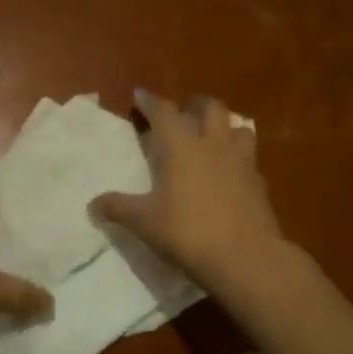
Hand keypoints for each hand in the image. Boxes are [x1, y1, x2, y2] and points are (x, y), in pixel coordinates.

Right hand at [92, 91, 289, 291]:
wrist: (246, 257)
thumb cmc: (188, 232)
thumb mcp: (145, 223)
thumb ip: (119, 208)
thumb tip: (93, 204)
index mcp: (182, 146)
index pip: (164, 111)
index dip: (150, 101)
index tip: (139, 96)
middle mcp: (213, 144)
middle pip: (210, 107)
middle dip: (194, 104)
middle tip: (182, 113)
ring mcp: (241, 160)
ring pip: (237, 126)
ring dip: (224, 125)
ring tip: (212, 137)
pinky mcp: (259, 182)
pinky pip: (249, 157)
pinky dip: (237, 157)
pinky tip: (230, 173)